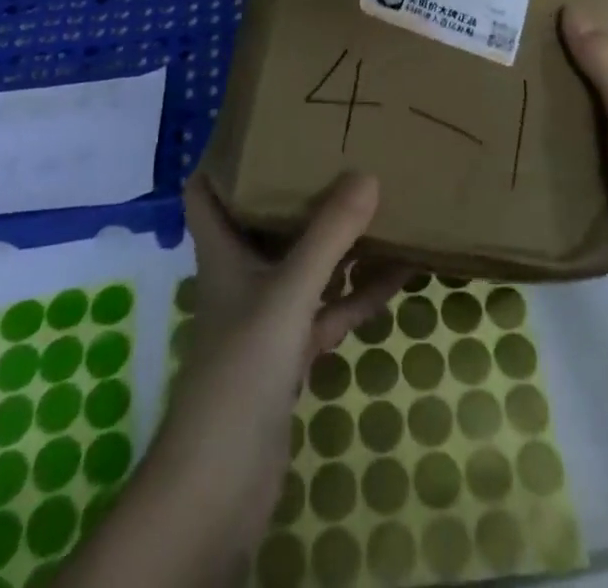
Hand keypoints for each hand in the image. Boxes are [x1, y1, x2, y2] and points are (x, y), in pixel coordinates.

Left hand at [149, 173, 407, 558]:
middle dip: (297, 188)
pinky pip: (331, 309)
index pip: (207, 191)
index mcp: (223, 250)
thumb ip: (328, 236)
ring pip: (305, 264)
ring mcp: (268, 316)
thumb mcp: (288, 291)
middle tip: (337, 147)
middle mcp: (242, 274)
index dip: (224, 157)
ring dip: (338, 240)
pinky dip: (360, 292)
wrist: (223, 483)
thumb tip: (369, 173)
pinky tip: (400, 270)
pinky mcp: (292, 353)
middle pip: (264, 219)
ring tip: (379, 198)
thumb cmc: (242, 367)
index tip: (263, 123)